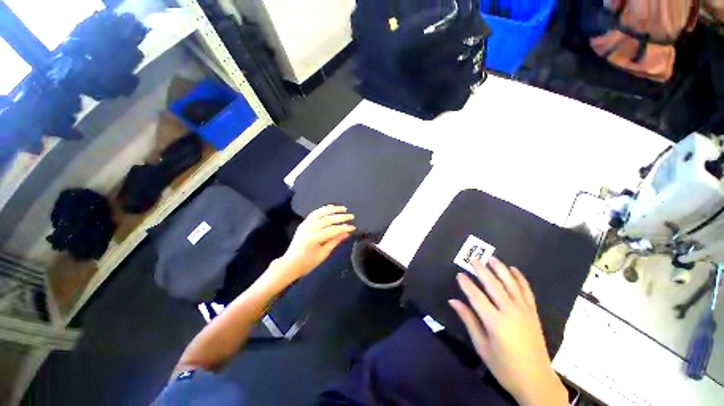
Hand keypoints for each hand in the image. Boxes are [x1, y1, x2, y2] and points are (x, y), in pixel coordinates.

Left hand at [270, 205, 354, 284]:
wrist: (290, 264)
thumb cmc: (307, 263)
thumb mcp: (323, 254)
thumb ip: (335, 241)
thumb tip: (346, 233)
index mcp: (313, 238)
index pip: (332, 230)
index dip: (344, 228)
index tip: (353, 227)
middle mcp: (309, 228)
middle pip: (327, 219)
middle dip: (341, 217)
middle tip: (351, 216)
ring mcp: (305, 224)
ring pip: (320, 213)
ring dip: (333, 209)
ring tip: (343, 208)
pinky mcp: (303, 223)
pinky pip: (314, 213)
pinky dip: (323, 209)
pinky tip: (330, 207)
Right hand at [449, 257, 567, 405]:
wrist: (536, 381)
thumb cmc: (504, 367)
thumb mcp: (482, 346)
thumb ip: (469, 320)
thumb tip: (453, 301)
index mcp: (495, 322)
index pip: (476, 297)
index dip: (466, 284)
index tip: (459, 274)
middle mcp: (510, 312)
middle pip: (494, 285)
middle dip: (482, 271)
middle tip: (474, 259)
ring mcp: (524, 311)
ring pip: (511, 284)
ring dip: (501, 270)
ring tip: (492, 258)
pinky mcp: (533, 313)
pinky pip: (527, 291)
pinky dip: (521, 279)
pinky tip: (515, 270)